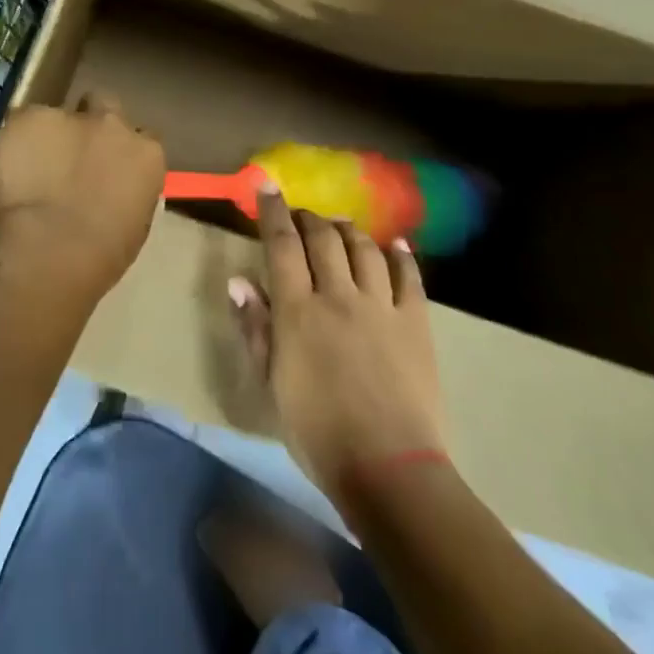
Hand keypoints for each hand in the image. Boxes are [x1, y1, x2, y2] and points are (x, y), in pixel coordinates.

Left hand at [0, 92, 164, 299]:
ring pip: (59, 114)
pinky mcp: (28, 117)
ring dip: (50, 134)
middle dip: (91, 123)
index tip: (107, 170)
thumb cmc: (99, 256)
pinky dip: (16, 141)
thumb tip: (110, 191)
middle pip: (105, 106)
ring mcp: (69, 116)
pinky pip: (23, 123)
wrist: (47, 248)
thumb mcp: (132, 226)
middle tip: (71, 154)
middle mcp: (113, 124)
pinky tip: (8, 169)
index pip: (142, 139)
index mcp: (146, 154)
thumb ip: (125, 193)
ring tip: (30, 167)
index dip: (121, 152)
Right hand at [232, 189, 445, 509]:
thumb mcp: (271, 383)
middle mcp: (338, 295)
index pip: (282, 245)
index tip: (266, 187)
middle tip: (301, 215)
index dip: (273, 212)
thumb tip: (238, 281)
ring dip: (349, 230)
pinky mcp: (415, 321)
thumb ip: (255, 329)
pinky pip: (409, 276)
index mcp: (298, 310)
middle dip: (309, 218)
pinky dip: (400, 254)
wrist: (388, 467)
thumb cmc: (317, 432)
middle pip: (324, 239)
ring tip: (340, 225)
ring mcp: (380, 306)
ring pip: (364, 248)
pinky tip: (394, 244)